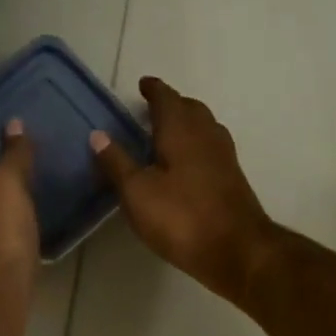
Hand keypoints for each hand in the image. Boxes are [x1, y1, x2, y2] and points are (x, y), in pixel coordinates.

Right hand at [91, 77, 276, 301]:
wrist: (238, 251)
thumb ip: (117, 162)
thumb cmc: (182, 218)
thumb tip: (98, 134)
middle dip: (173, 104)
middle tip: (153, 109)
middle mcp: (207, 136)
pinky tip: (188, 164)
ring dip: (188, 123)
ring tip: (168, 133)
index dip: (154, 90)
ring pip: (206, 128)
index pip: (167, 99)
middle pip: (191, 109)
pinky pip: (212, 149)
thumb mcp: (138, 193)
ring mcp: (225, 158)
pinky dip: (197, 145)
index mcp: (182, 131)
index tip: (143, 84)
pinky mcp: (233, 180)